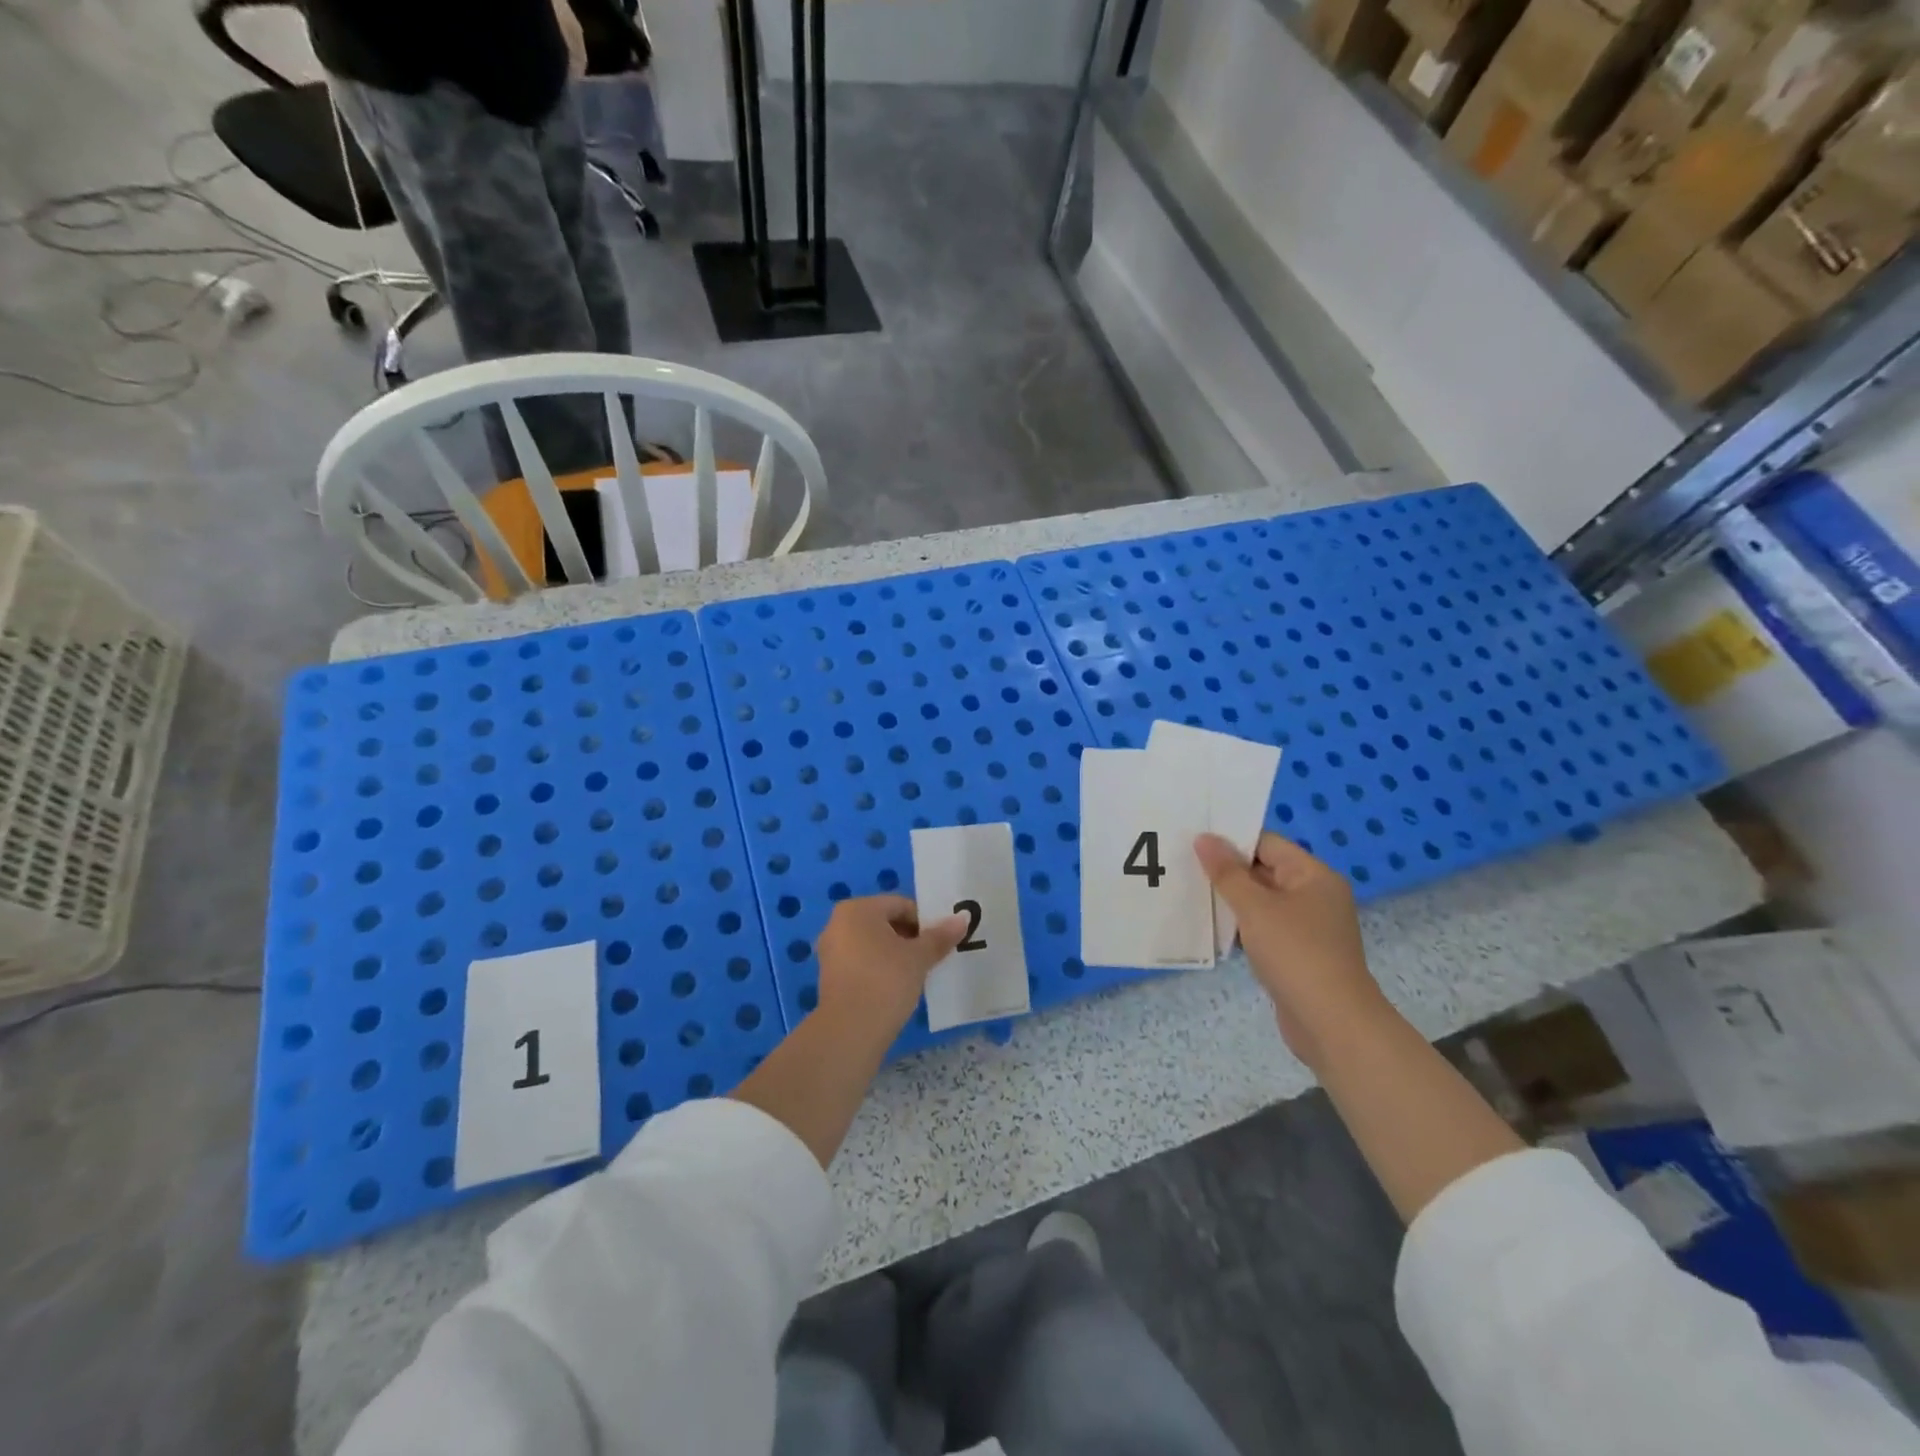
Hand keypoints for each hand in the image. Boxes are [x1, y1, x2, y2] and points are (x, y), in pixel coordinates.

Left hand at [813, 895, 966, 1041]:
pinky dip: (881, 969)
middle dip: (911, 938)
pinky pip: (863, 963)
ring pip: (874, 944)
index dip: (925, 921)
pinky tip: (898, 988)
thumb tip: (962, 918)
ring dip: (897, 955)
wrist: (850, 1031)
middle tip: (933, 957)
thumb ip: (940, 936)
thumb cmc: (885, 981)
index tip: (942, 941)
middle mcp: (838, 923)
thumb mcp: (918, 958)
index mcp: (858, 909)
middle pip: (886, 923)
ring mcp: (831, 951)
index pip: (901, 905)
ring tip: (919, 974)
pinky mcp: (831, 977)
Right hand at [1194, 833, 1388, 1070]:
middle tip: (1183, 866)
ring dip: (1231, 900)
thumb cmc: (1295, 954)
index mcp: (1313, 875)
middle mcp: (1315, 895)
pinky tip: (1213, 930)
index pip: (1267, 843)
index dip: (1231, 840)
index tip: (1193, 842)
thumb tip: (1204, 838)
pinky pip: (1264, 928)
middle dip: (1226, 871)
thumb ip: (1227, 872)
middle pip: (1264, 870)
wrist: (1331, 1024)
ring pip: (1261, 901)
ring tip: (1190, 895)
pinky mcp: (1298, 953)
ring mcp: (1308, 926)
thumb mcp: (1255, 908)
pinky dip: (1242, 927)